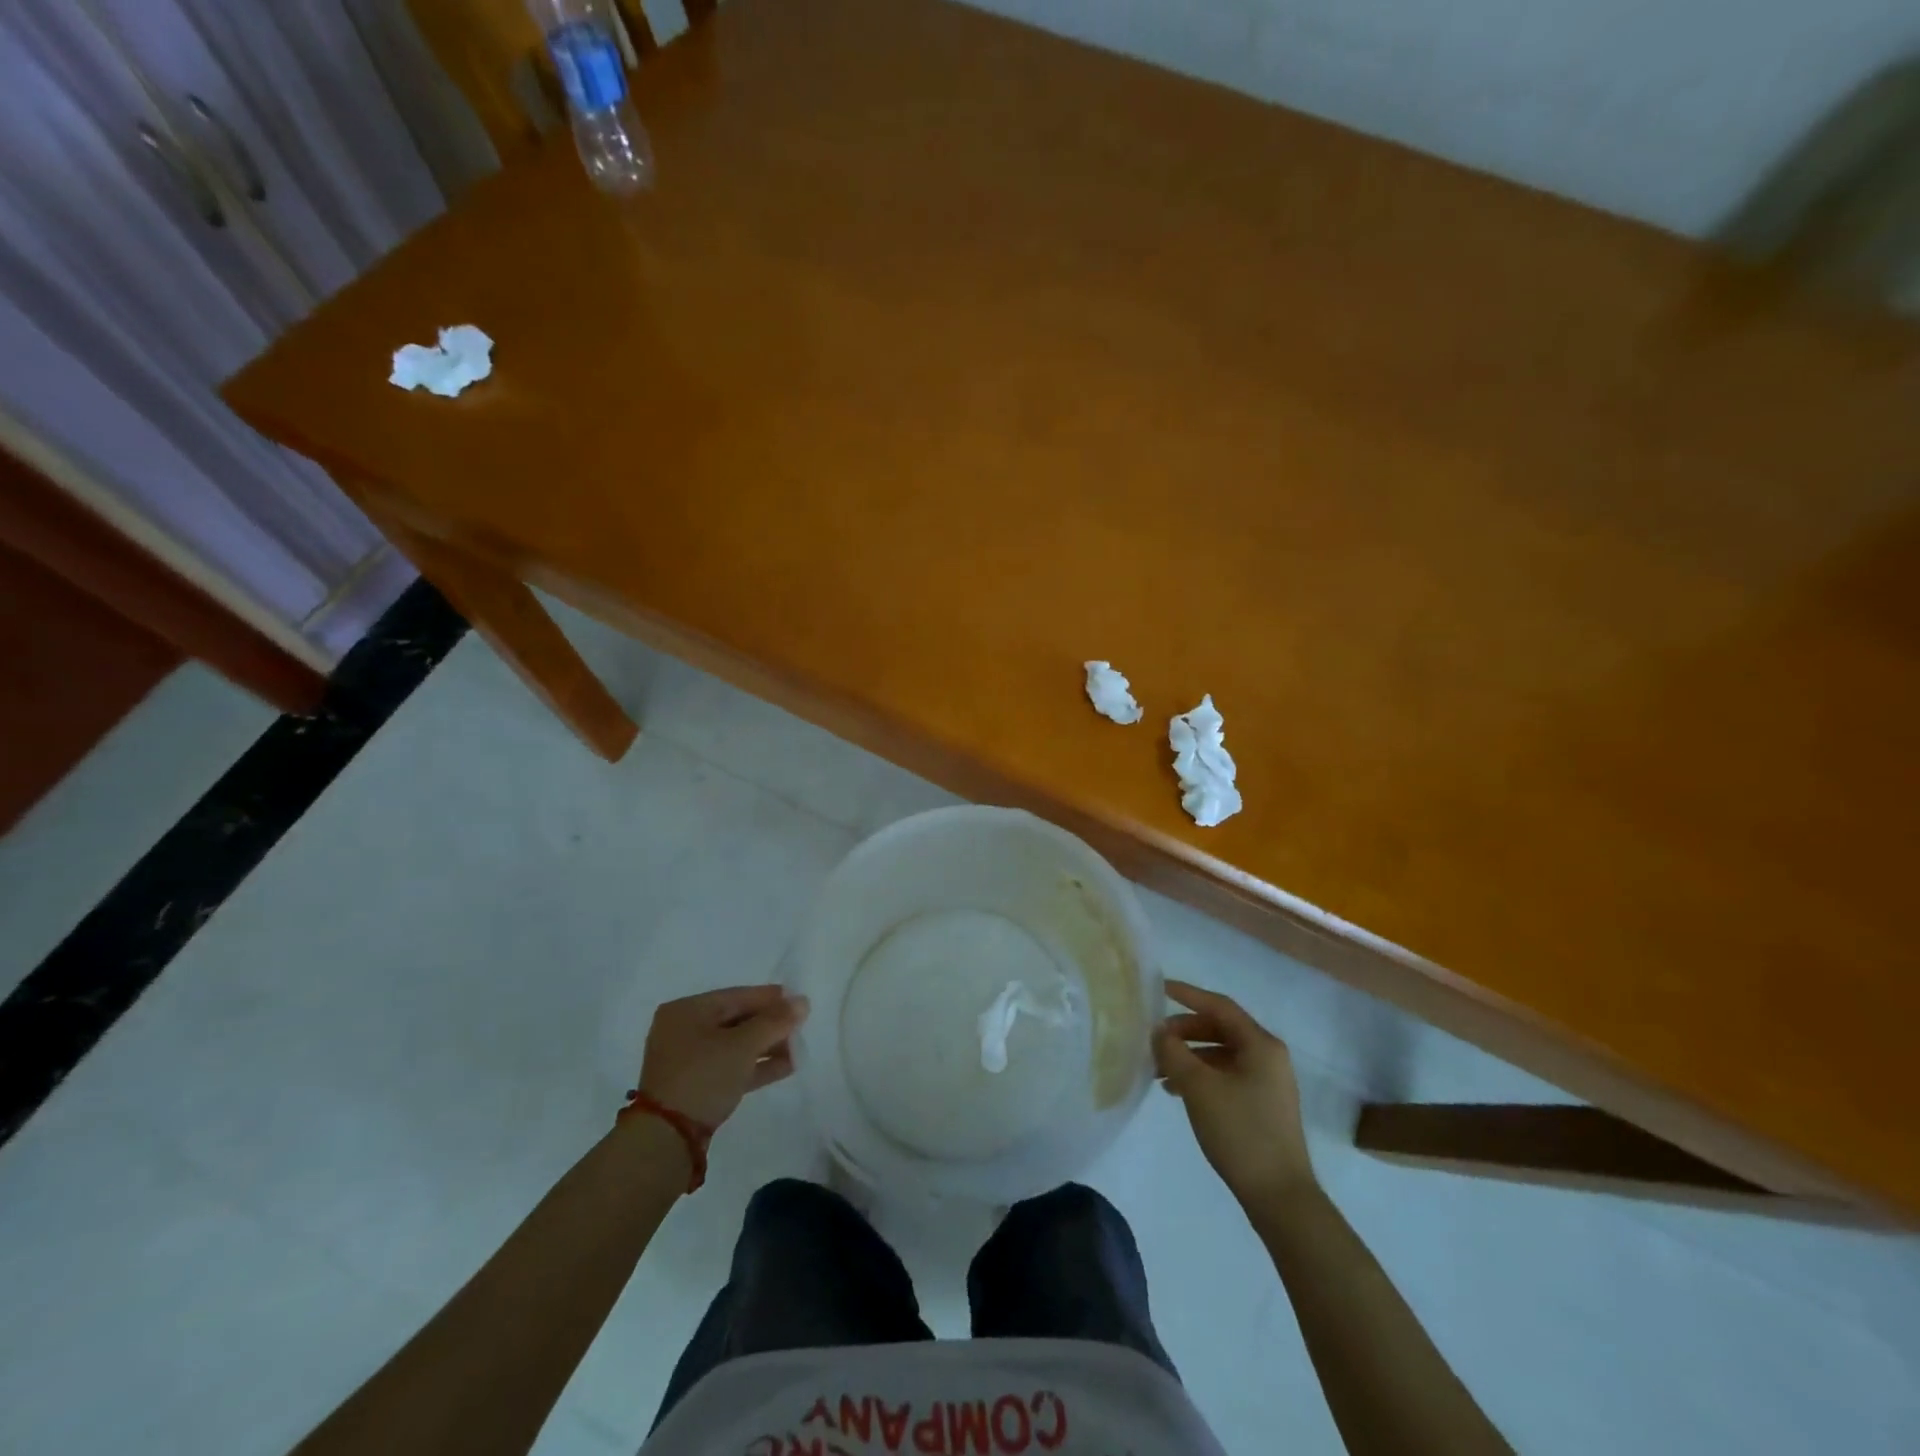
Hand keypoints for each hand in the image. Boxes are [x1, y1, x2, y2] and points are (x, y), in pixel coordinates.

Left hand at [637, 986, 809, 1128]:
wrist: (666, 1140)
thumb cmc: (703, 1077)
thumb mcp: (743, 1045)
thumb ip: (775, 1021)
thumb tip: (803, 1002)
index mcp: (686, 1010)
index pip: (737, 996)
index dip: (770, 998)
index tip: (799, 1002)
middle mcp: (683, 1030)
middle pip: (736, 1020)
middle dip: (770, 1025)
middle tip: (800, 1027)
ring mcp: (687, 1061)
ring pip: (735, 1045)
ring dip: (766, 1046)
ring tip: (798, 1049)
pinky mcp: (694, 1087)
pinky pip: (730, 1066)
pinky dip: (754, 1065)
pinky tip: (786, 1066)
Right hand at [1154, 979, 1314, 1202]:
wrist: (1279, 1196)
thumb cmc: (1240, 1132)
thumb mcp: (1199, 1087)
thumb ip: (1174, 1052)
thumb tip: (1159, 1031)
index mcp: (1261, 1044)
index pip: (1219, 1006)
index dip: (1188, 994)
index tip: (1159, 989)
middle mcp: (1268, 1056)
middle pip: (1220, 1029)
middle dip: (1184, 1031)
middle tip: (1155, 1040)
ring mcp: (1268, 1082)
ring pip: (1221, 1054)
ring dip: (1189, 1057)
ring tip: (1159, 1071)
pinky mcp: (1262, 1105)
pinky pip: (1226, 1075)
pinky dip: (1201, 1076)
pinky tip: (1177, 1092)